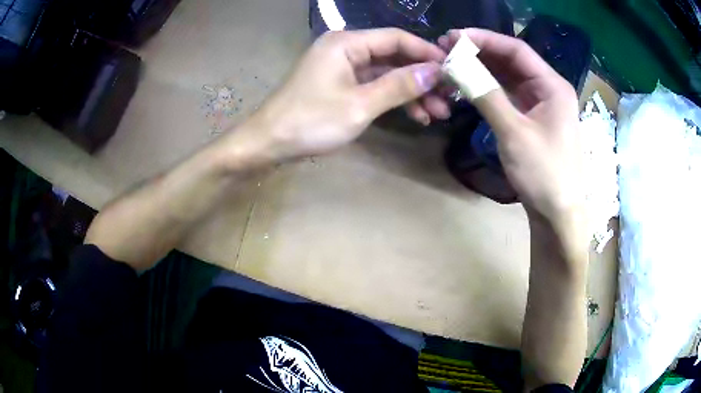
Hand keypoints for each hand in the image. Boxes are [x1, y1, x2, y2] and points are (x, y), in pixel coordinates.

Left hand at [233, 28, 446, 162]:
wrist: (269, 143)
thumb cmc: (311, 121)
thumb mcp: (360, 105)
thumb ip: (399, 86)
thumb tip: (435, 72)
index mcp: (347, 43)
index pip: (396, 39)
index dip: (426, 53)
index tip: (452, 70)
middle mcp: (346, 49)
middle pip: (393, 56)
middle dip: (422, 78)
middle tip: (448, 98)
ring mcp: (342, 68)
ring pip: (386, 74)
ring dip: (412, 92)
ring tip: (438, 113)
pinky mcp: (340, 85)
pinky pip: (374, 86)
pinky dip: (393, 99)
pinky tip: (415, 116)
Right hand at [439, 29, 583, 224]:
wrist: (557, 213)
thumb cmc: (544, 173)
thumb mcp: (514, 133)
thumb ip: (486, 95)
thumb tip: (456, 66)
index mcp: (553, 85)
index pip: (517, 50)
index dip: (485, 39)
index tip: (453, 36)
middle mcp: (549, 89)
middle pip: (512, 61)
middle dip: (481, 53)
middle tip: (447, 48)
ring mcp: (541, 105)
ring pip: (509, 78)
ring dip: (483, 70)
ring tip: (453, 63)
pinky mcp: (533, 119)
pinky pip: (509, 96)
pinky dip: (490, 89)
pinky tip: (470, 85)